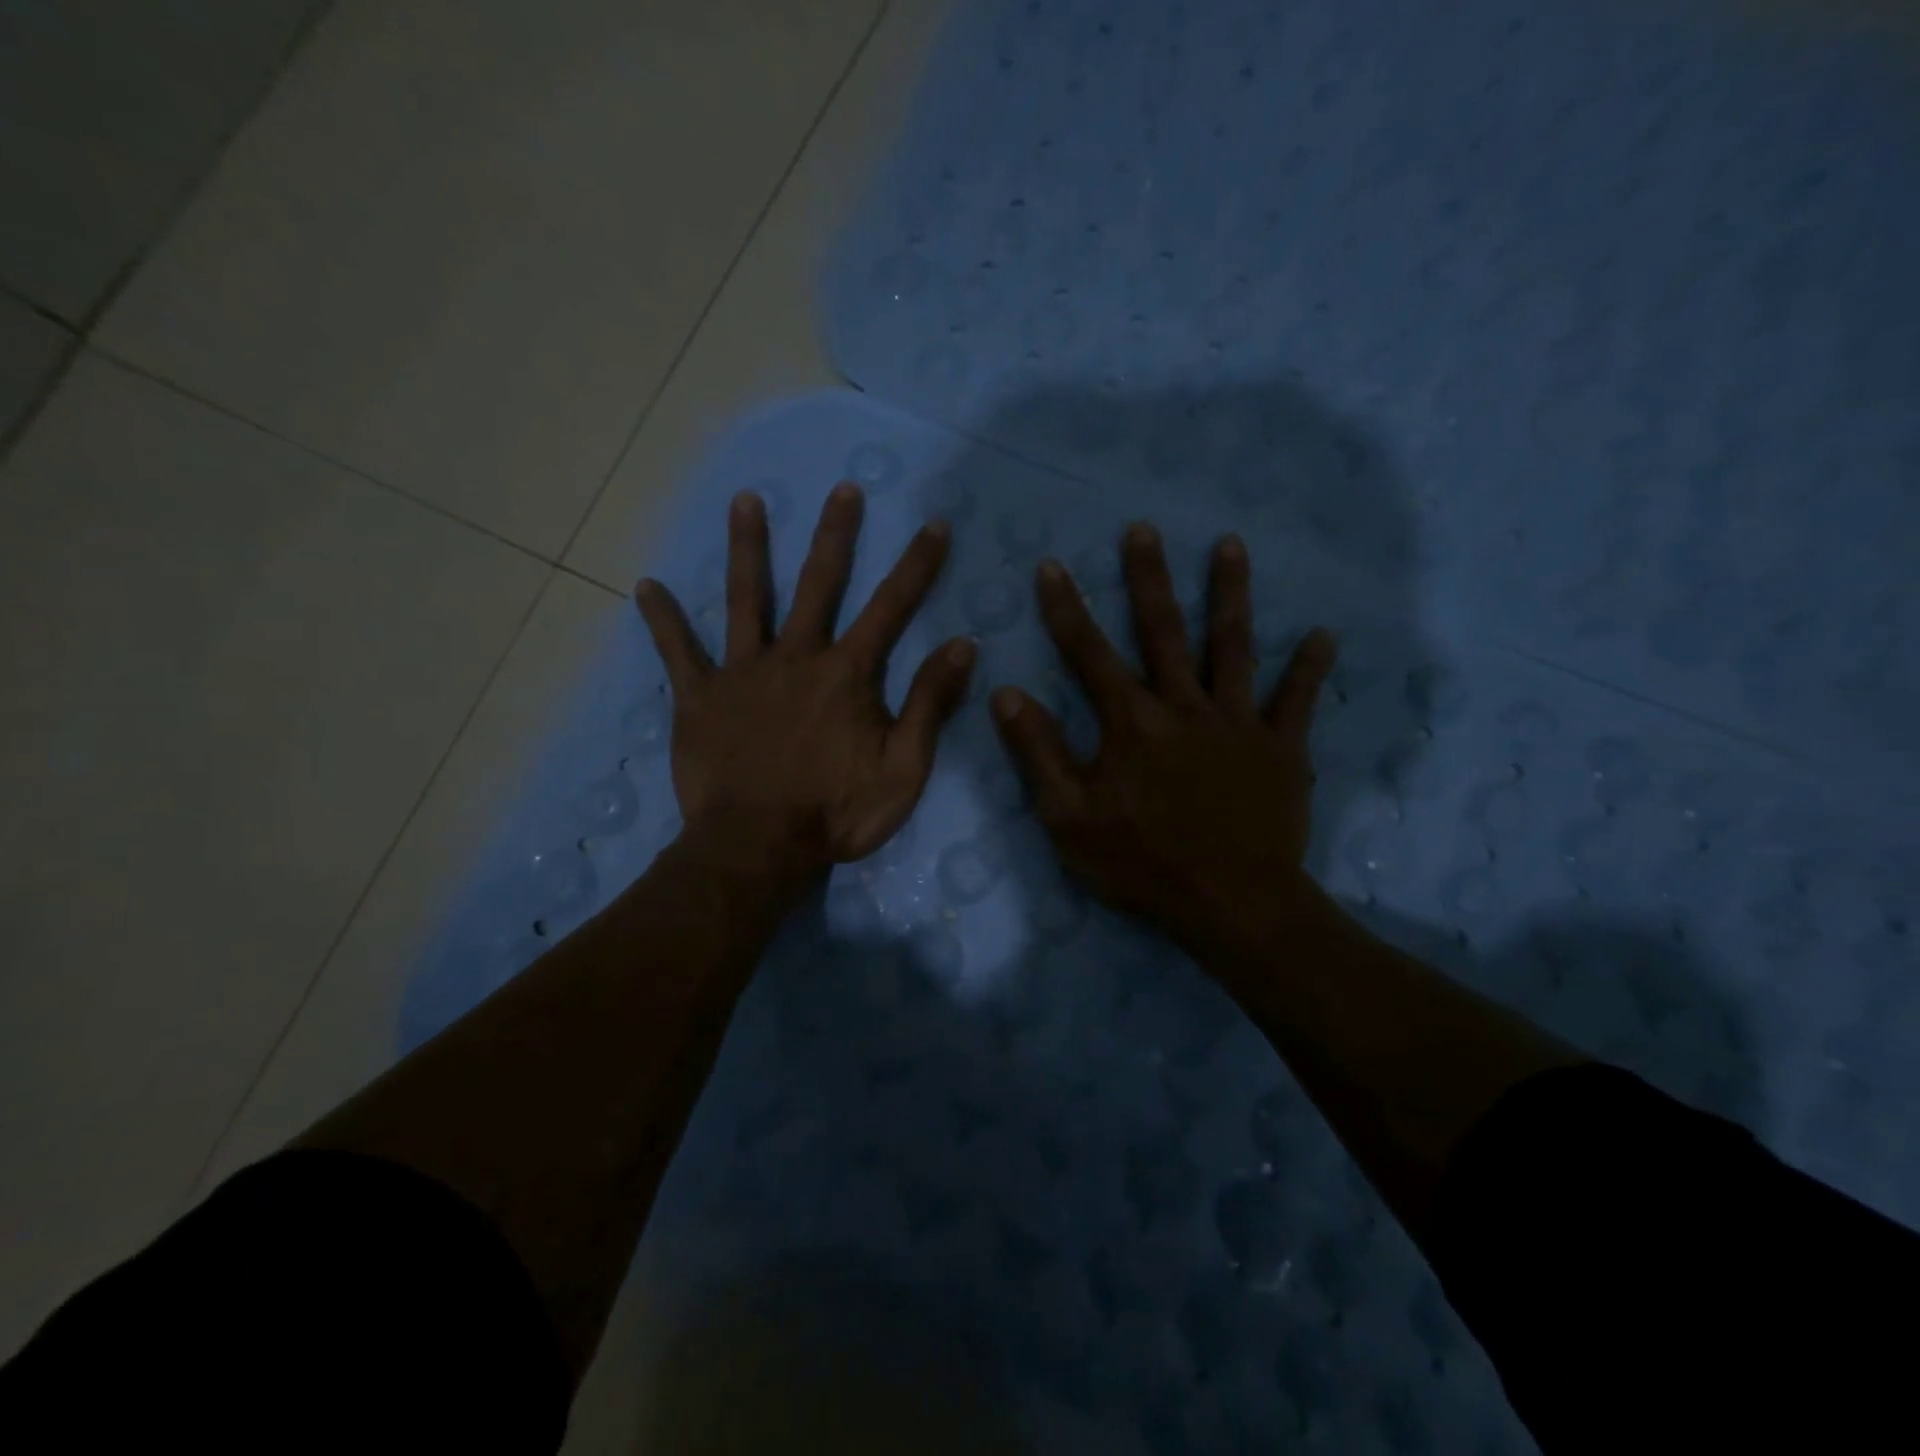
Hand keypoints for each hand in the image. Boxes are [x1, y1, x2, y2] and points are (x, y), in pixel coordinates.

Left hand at [636, 483, 974, 882]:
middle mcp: (796, 657)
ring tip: (744, 501)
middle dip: (835, 534)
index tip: (933, 524)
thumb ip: (930, 704)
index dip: (917, 564)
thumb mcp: (904, 768)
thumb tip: (963, 645)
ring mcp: (743, 673)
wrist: (757, 848)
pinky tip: (646, 588)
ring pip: (745, 599)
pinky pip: (677, 653)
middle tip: (842, 488)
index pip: (892, 607)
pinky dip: (663, 621)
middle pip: (818, 583)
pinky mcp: (699, 698)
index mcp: (848, 674)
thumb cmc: (836, 813)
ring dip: (747, 548)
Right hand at [990, 522, 1336, 953]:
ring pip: (1234, 646)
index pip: (1089, 653)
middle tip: (1144, 528)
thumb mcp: (1069, 817)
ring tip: (1230, 544)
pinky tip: (1322, 635)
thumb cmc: (1142, 865)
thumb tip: (1006, 693)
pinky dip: (1309, 668)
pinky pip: (1297, 701)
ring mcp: (1238, 723)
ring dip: (1231, 593)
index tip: (1052, 565)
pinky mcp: (1281, 749)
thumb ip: (1038, 752)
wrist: (1233, 905)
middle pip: (1164, 630)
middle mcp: (1185, 706)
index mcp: (1131, 722)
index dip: (1066, 608)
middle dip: (1149, 578)